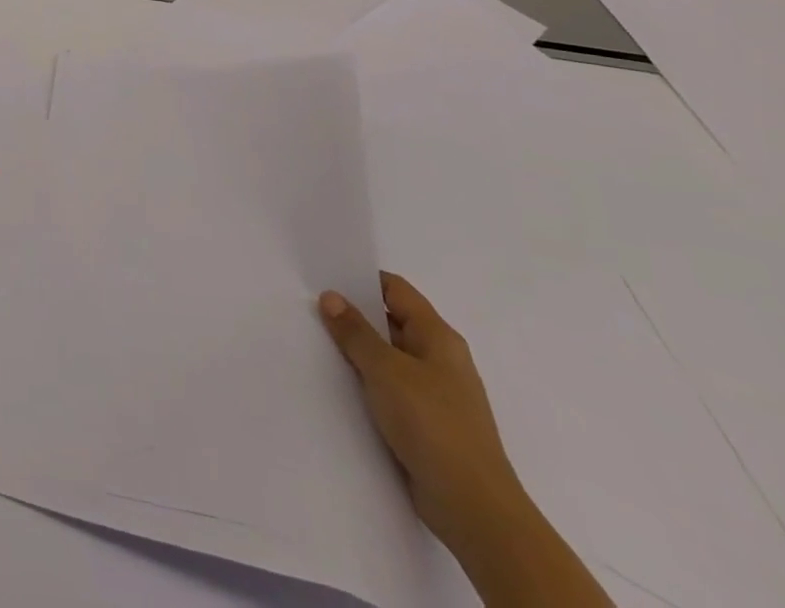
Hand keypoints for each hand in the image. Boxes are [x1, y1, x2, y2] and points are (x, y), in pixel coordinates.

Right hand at [319, 273, 525, 551]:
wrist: (474, 508)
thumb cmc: (433, 425)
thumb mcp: (386, 370)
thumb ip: (355, 331)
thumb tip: (331, 296)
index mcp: (438, 337)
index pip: (396, 290)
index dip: (361, 279)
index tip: (324, 276)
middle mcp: (439, 359)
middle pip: (390, 321)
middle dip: (353, 315)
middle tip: (310, 306)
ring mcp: (434, 393)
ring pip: (388, 357)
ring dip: (357, 351)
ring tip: (315, 342)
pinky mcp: (426, 423)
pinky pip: (389, 388)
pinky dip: (366, 382)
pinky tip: (338, 383)